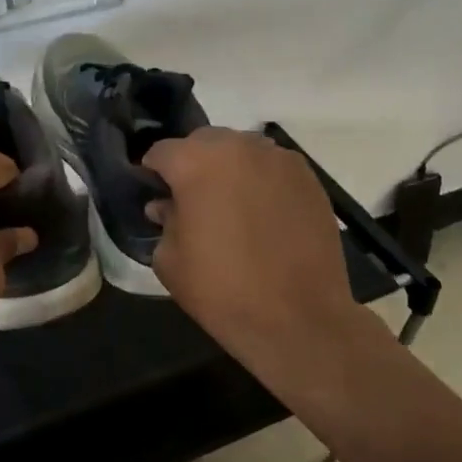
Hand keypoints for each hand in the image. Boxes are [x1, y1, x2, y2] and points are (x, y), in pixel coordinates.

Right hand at [142, 128, 368, 368]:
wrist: (298, 318)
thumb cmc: (222, 290)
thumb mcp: (170, 260)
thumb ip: (164, 221)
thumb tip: (166, 206)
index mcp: (195, 162)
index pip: (161, 152)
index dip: (153, 174)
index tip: (155, 196)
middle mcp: (238, 147)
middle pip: (203, 142)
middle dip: (192, 165)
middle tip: (193, 202)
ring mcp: (278, 159)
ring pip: (241, 150)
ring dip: (229, 169)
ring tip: (231, 207)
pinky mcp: (308, 178)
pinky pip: (272, 168)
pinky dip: (261, 182)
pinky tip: (263, 216)